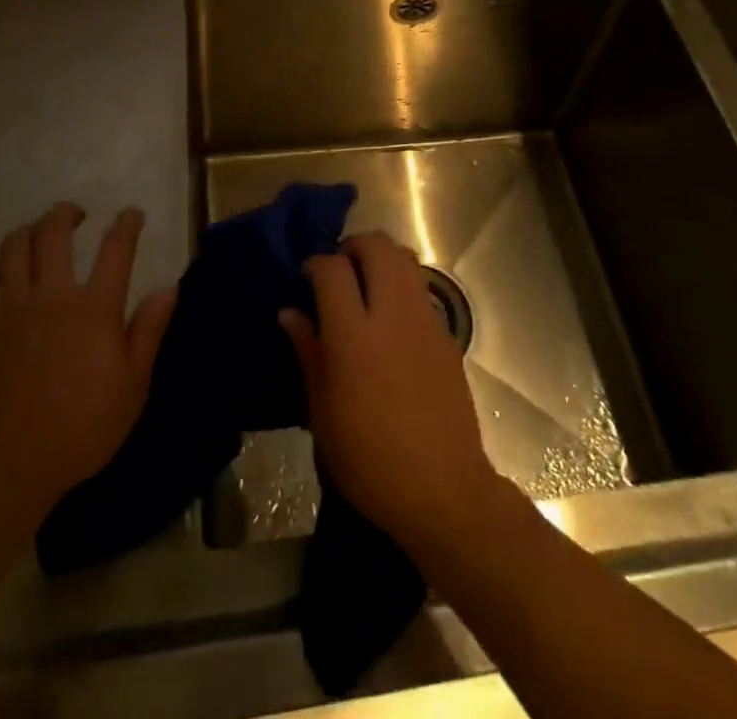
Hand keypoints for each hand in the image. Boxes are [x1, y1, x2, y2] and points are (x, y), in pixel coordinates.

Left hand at [0, 203, 176, 518]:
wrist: (8, 467)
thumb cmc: (81, 429)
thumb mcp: (133, 386)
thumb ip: (149, 331)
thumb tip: (168, 287)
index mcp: (94, 309)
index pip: (116, 249)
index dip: (127, 224)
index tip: (132, 214)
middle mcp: (52, 298)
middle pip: (53, 235)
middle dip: (65, 214)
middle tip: (76, 214)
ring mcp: (12, 313)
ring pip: (12, 251)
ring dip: (26, 232)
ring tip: (37, 232)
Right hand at [280, 231, 502, 552]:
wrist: (443, 489)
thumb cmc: (369, 460)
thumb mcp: (323, 413)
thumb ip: (308, 352)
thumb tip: (290, 312)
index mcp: (354, 336)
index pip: (332, 269)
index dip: (316, 264)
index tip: (307, 277)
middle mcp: (392, 315)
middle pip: (376, 246)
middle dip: (352, 247)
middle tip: (339, 272)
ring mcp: (424, 320)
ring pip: (404, 258)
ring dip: (381, 259)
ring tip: (365, 285)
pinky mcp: (446, 333)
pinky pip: (420, 288)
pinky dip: (401, 285)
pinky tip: (390, 318)